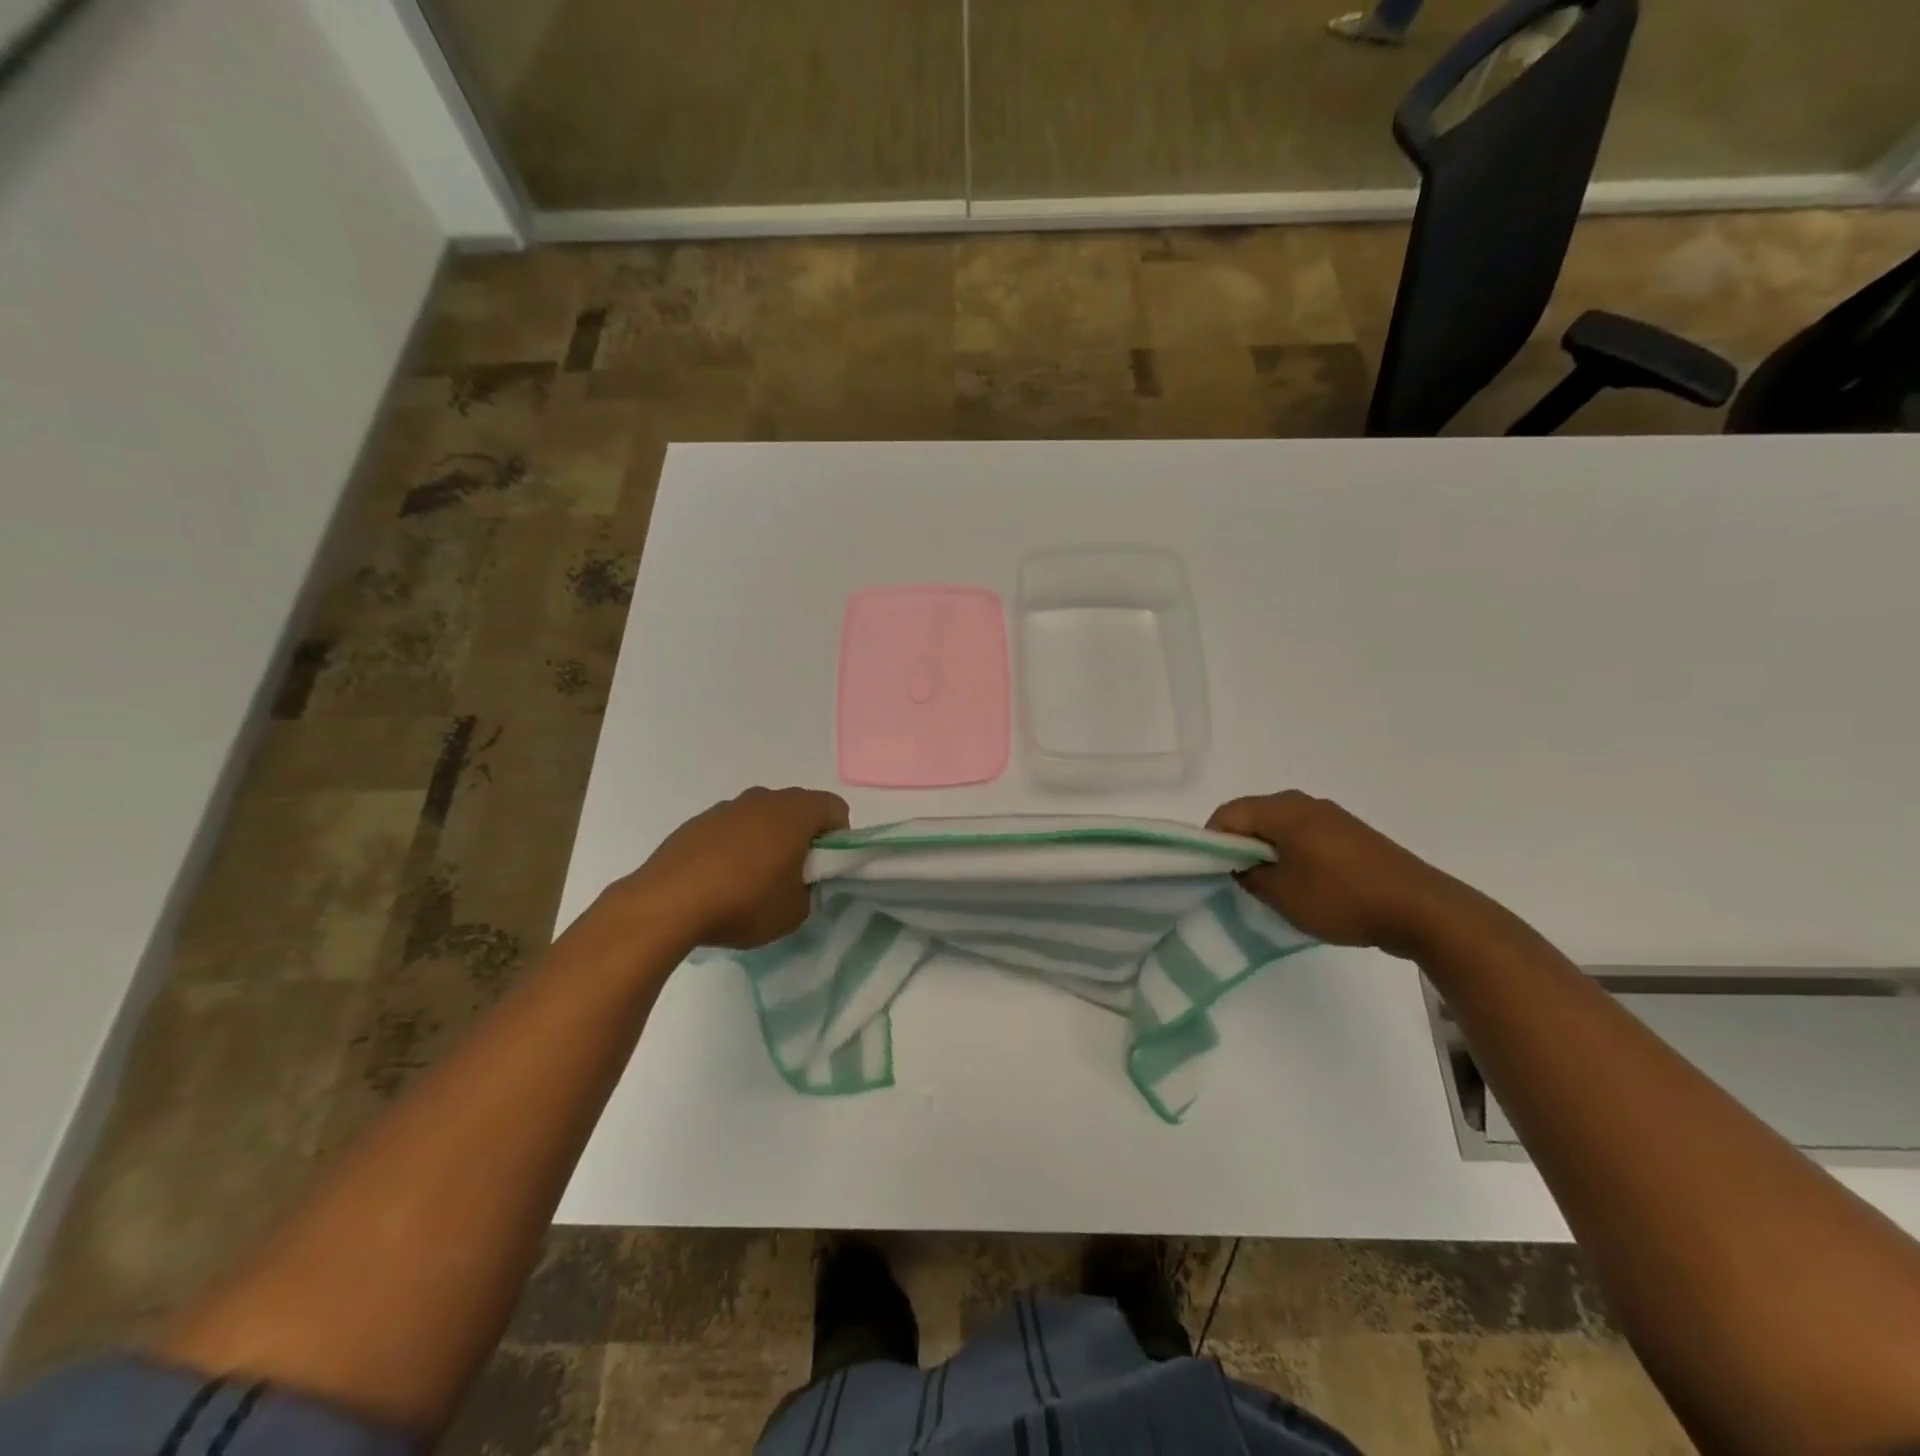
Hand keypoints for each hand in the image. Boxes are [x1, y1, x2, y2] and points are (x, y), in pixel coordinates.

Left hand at [609, 786, 848, 949]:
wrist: (667, 904)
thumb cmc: (744, 902)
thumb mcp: (796, 911)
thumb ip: (810, 890)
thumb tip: (799, 882)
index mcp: (796, 811)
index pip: (835, 808)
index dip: (839, 838)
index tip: (825, 868)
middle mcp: (763, 798)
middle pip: (798, 809)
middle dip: (803, 838)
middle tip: (794, 876)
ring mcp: (726, 807)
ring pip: (762, 817)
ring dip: (767, 841)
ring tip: (753, 882)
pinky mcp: (696, 823)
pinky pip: (730, 830)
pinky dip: (735, 848)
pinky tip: (721, 882)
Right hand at [1208, 791, 1488, 959]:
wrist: (1422, 909)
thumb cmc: (1342, 898)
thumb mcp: (1282, 895)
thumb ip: (1249, 875)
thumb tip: (1240, 865)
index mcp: (1283, 810)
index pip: (1228, 813)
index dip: (1212, 841)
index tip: (1212, 872)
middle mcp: (1305, 803)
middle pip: (1253, 815)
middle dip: (1238, 845)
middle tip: (1237, 880)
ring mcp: (1332, 816)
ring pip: (1280, 826)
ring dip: (1267, 850)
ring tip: (1270, 885)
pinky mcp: (1351, 834)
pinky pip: (1305, 835)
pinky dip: (1292, 853)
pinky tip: (1303, 883)